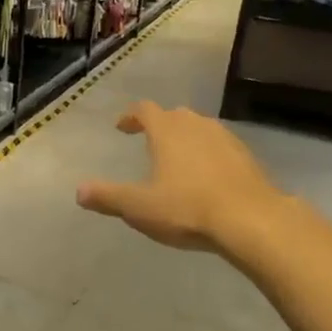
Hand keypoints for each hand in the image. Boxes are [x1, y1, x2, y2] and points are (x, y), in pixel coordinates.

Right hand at [75, 101, 295, 265]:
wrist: (252, 220)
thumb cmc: (187, 208)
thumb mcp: (139, 207)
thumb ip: (108, 197)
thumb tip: (79, 191)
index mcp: (167, 131)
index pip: (145, 110)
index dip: (131, 116)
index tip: (122, 127)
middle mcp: (196, 126)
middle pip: (174, 115)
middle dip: (160, 125)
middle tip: (149, 140)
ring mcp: (226, 139)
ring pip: (200, 129)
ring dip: (186, 138)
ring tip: (178, 159)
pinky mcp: (247, 158)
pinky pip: (220, 147)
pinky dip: (208, 154)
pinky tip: (207, 177)